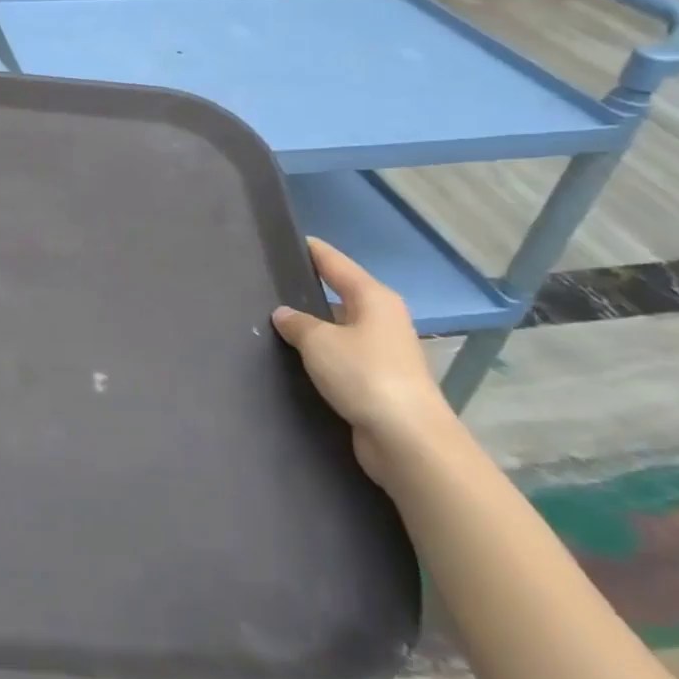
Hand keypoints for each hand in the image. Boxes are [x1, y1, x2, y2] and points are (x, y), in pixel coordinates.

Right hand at [272, 238, 456, 487]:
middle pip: (340, 294)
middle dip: (309, 290)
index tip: (290, 239)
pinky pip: (341, 357)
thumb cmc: (364, 375)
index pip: (336, 264)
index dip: (313, 251)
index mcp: (374, 298)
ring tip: (275, 322)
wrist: (407, 439)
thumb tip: (284, 314)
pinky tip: (295, 358)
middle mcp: (382, 319)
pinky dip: (321, 355)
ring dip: (314, 327)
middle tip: (270, 283)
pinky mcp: (378, 382)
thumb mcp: (319, 342)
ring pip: (340, 328)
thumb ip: (297, 323)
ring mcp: (383, 352)